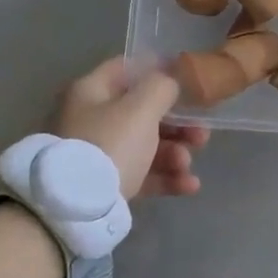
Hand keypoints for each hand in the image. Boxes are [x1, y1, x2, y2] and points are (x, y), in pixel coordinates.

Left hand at [51, 57, 207, 198]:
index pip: (126, 69)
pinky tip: (189, 185)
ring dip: (174, 153)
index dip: (158, 70)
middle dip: (177, 124)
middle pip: (142, 112)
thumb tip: (170, 81)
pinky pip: (141, 174)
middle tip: (201, 134)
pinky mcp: (105, 185)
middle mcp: (91, 119)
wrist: (76, 209)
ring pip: (145, 146)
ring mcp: (97, 154)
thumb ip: (163, 87)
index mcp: (91, 92)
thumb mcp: (141, 108)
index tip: (189, 81)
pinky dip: (165, 177)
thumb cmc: (110, 144)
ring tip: (186, 164)